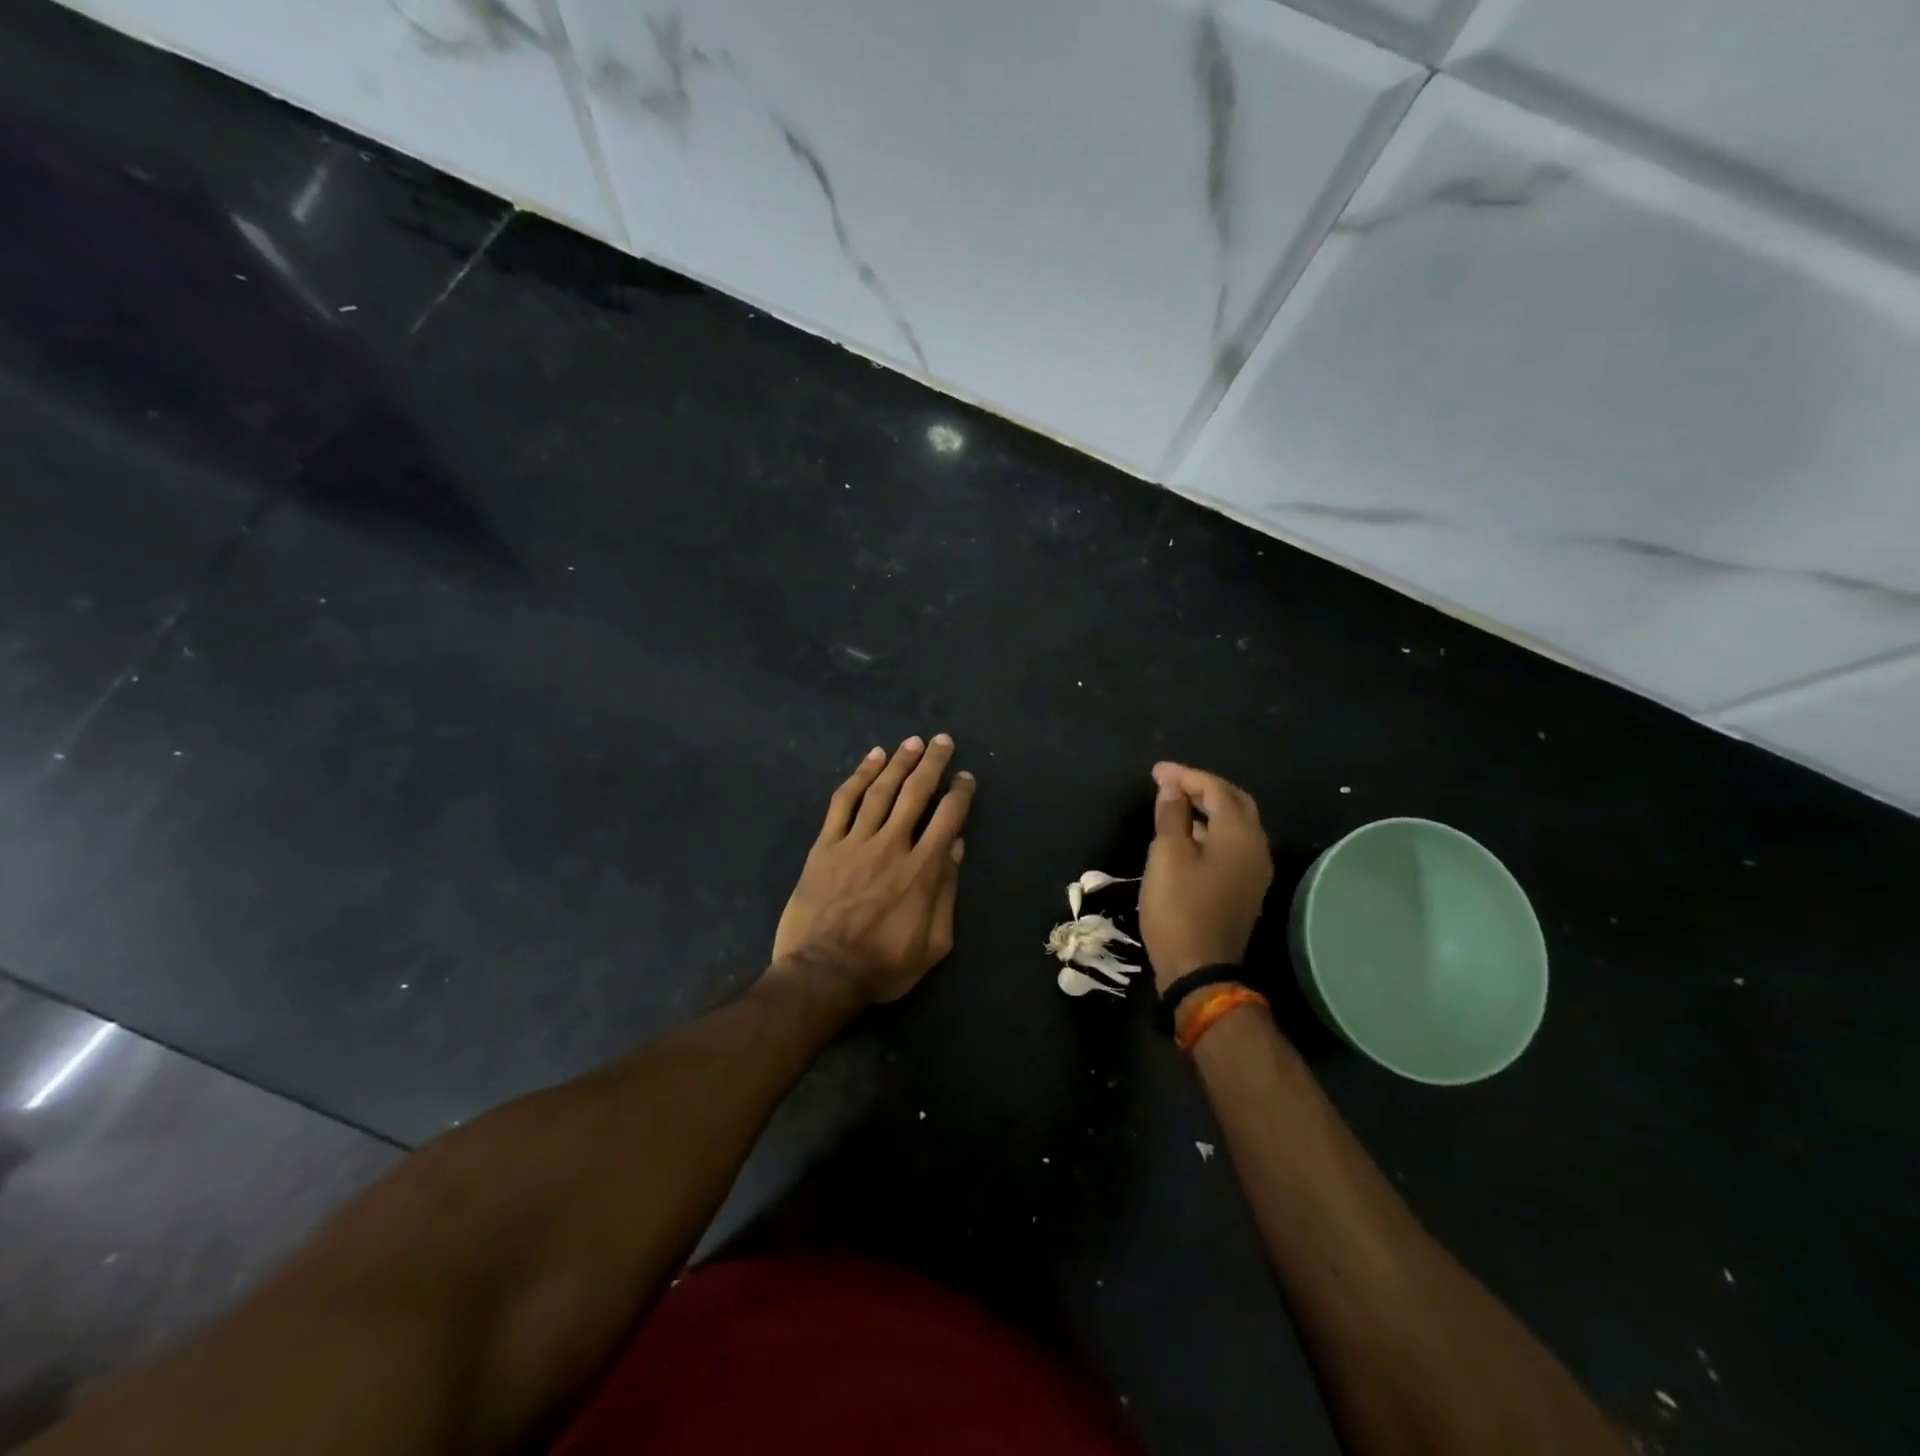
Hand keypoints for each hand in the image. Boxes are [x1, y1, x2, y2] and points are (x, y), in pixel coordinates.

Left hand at [770, 735, 975, 1006]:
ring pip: (881, 791)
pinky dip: (858, 777)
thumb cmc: (883, 965)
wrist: (823, 973)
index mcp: (923, 869)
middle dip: (932, 764)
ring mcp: (856, 842)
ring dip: (899, 762)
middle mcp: (892, 845)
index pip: (948, 818)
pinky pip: (843, 803)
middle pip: (916, 793)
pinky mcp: (826, 846)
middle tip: (943, 741)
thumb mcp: (934, 942)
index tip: (965, 777)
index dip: (960, 793)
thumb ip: (947, 892)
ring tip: (912, 742)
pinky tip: (871, 759)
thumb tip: (956, 848)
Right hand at [1140, 763, 1272, 990]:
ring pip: (1235, 825)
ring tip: (1174, 803)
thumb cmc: (1179, 907)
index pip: (1216, 789)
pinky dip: (1210, 831)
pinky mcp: (1245, 889)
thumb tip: (1172, 788)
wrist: (1200, 969)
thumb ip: (1172, 815)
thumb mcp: (1167, 855)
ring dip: (1207, 809)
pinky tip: (1187, 835)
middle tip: (1170, 782)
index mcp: (1240, 834)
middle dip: (1203, 787)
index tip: (1155, 771)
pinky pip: (1231, 846)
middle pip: (1234, 803)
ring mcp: (1254, 871)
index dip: (1185, 776)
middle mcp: (1256, 847)